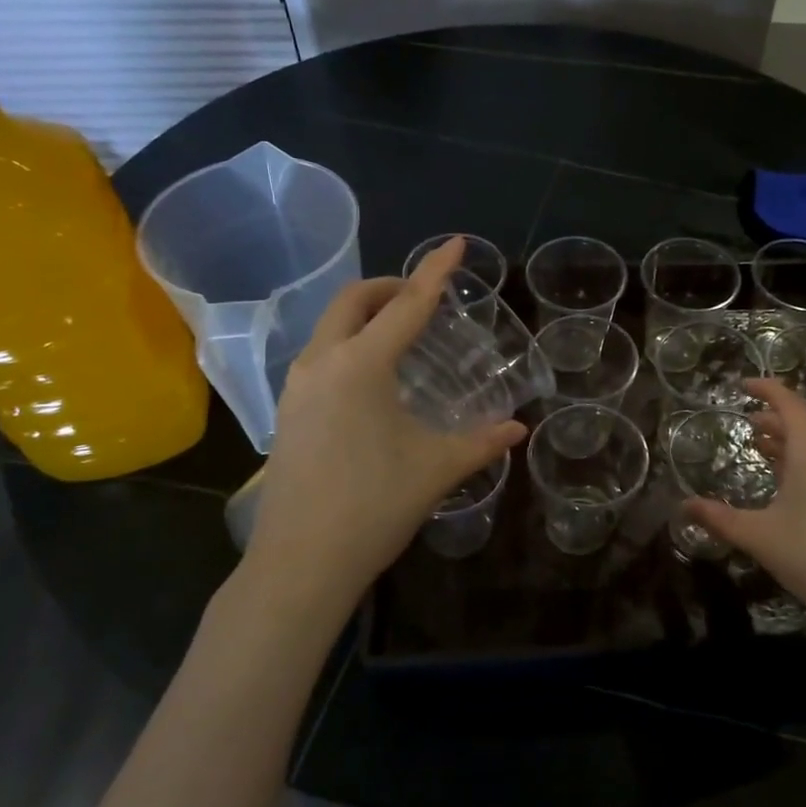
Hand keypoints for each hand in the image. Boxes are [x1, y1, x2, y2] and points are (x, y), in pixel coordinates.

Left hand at [236, 238, 524, 620]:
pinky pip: (320, 356)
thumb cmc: (374, 506)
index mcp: (361, 365)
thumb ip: (482, 442)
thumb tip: (518, 428)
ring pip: (329, 327)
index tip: (455, 243)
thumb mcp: (437, 468)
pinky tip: (371, 379)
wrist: (300, 563)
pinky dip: (348, 345)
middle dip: (390, 287)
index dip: (435, 271)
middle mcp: (322, 363)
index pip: (408, 305)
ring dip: (364, 315)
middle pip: (353, 301)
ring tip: (401, 334)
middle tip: (424, 297)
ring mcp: (297, 388)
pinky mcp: (287, 413)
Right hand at [686, 379, 805, 625]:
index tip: (742, 385)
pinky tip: (781, 482)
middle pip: (800, 425)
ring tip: (759, 445)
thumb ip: (718, 518)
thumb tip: (683, 505)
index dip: (767, 389)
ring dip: (784, 442)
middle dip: (772, 419)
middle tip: (744, 421)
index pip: (790, 405)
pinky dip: (795, 462)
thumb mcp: (756, 535)